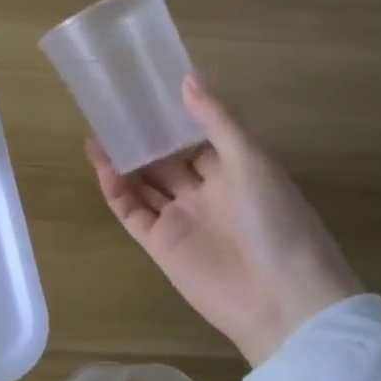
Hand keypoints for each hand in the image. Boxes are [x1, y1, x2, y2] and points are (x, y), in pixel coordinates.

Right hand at [88, 74, 362, 366]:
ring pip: (142, 183)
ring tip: (96, 130)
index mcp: (234, 172)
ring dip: (121, 160)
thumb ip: (217, 121)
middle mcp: (204, 193)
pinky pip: (131, 210)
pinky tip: (102, 163)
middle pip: (164, 160)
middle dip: (140, 138)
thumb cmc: (278, 223)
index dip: (172, 117)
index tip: (146, 90)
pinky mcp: (160, 243)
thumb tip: (187, 77)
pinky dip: (115, 189)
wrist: (284, 303)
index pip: (195, 139)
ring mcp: (180, 219)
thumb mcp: (252, 162)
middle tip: (111, 107)